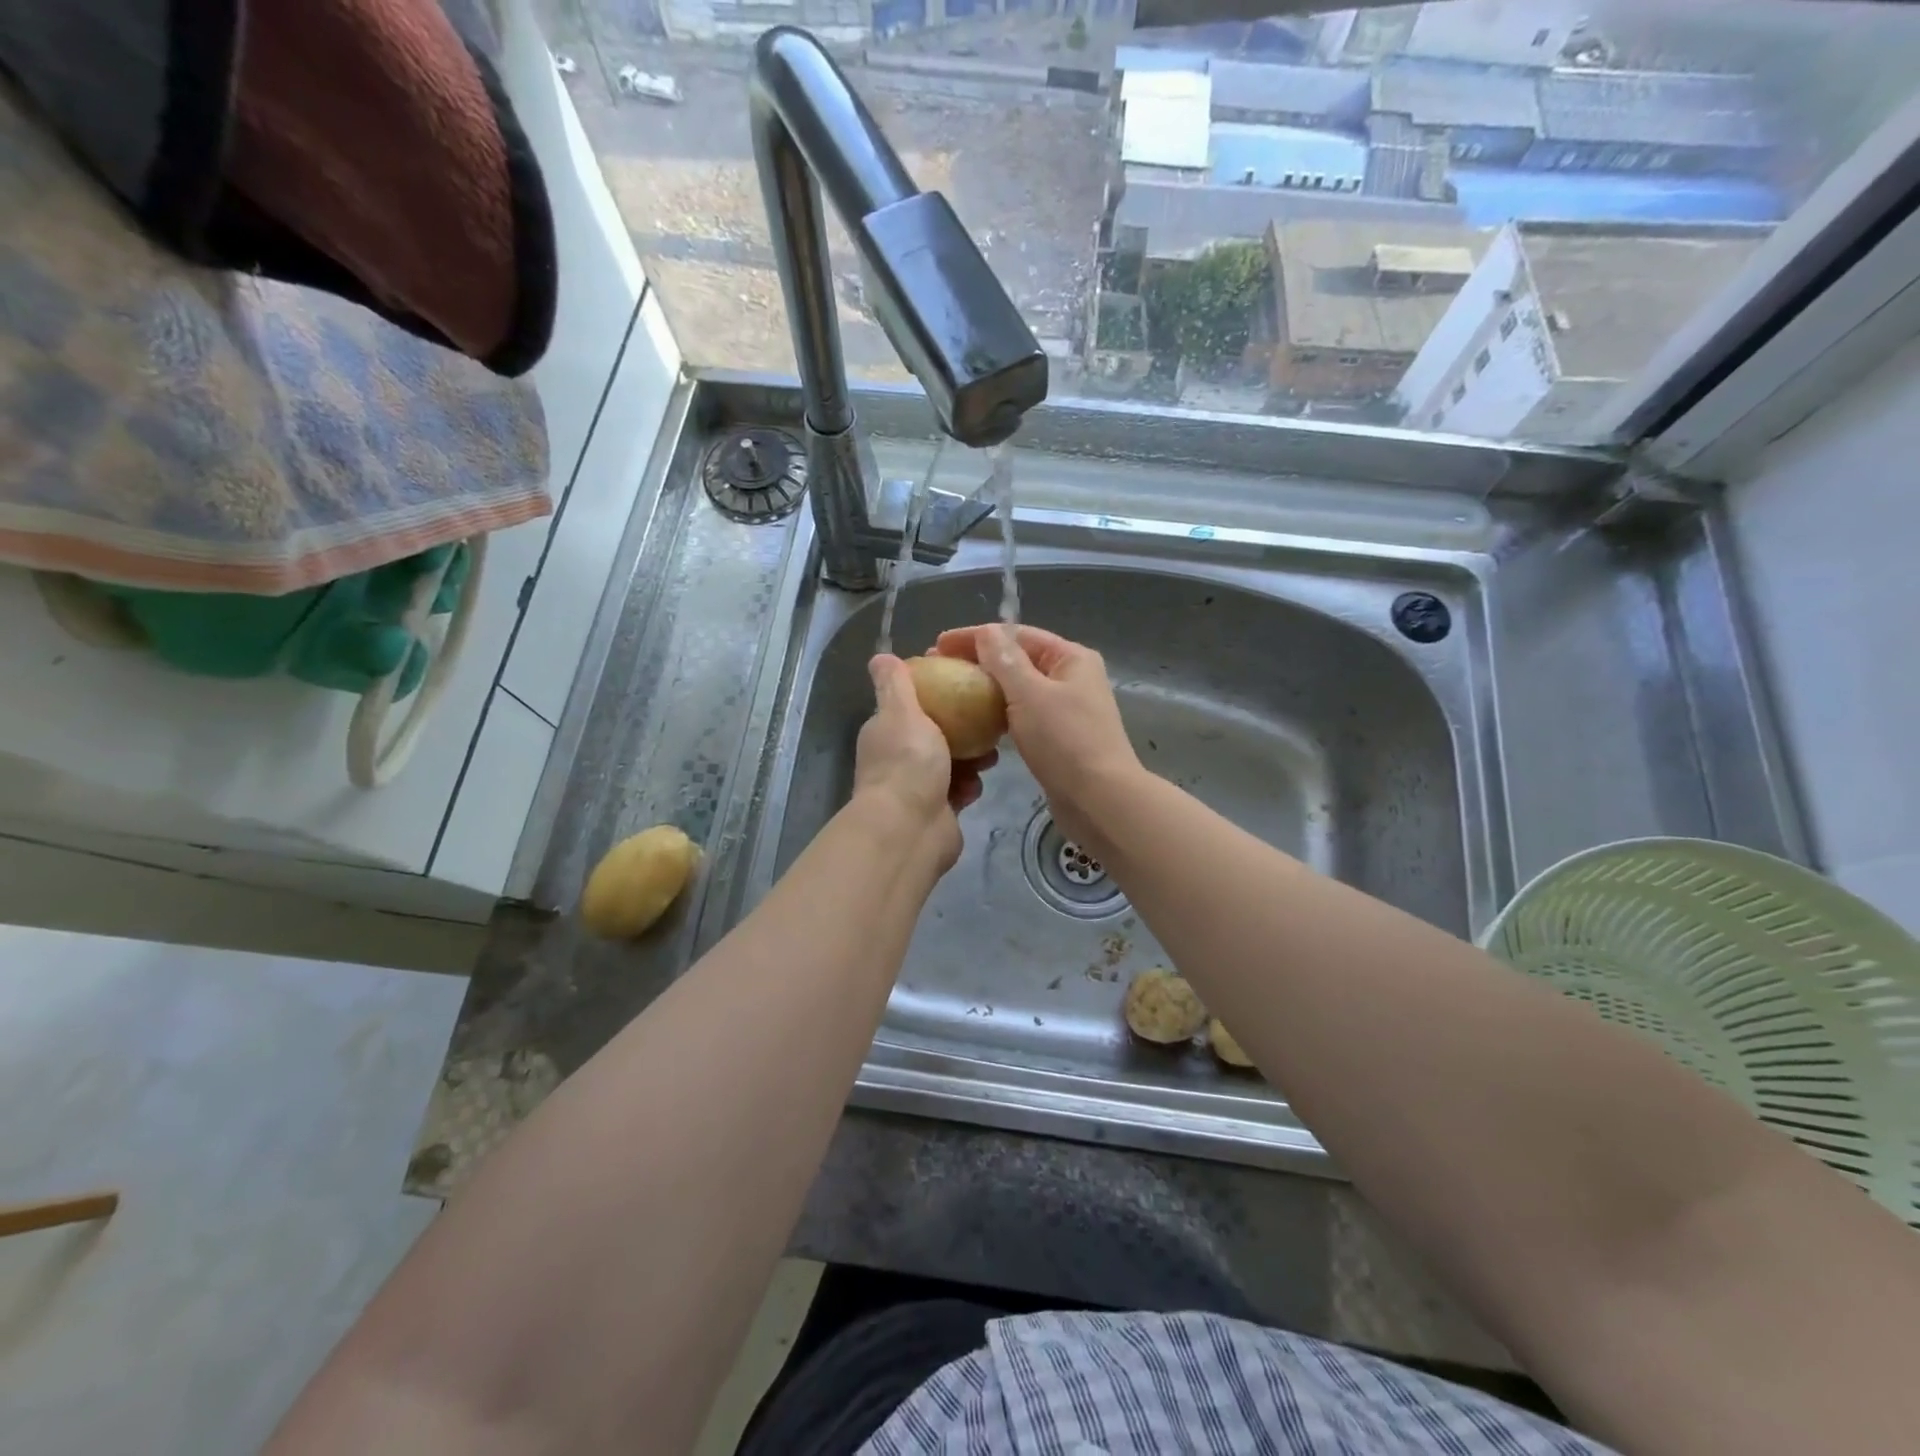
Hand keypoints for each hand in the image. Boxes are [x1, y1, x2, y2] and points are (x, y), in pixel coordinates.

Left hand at [853, 655, 994, 871]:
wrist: (911, 828)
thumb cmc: (908, 762)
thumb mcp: (901, 712)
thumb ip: (895, 684)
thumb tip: (880, 656)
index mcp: (885, 732)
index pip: (910, 706)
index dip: (935, 695)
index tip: (963, 685)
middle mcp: (897, 758)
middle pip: (935, 734)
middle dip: (962, 729)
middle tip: (987, 721)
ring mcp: (916, 786)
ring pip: (951, 763)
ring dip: (971, 759)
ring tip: (990, 756)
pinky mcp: (936, 811)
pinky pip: (958, 790)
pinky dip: (969, 787)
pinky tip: (978, 785)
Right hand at [933, 624, 1140, 852]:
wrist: (1099, 800)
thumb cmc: (1066, 741)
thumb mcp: (1030, 694)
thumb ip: (1005, 660)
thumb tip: (986, 632)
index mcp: (1071, 658)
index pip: (1017, 634)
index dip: (976, 636)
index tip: (938, 644)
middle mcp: (1071, 678)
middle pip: (1018, 659)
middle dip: (978, 660)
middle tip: (938, 668)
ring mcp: (1066, 709)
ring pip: (1019, 689)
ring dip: (986, 687)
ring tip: (951, 692)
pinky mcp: (1058, 738)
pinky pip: (1022, 715)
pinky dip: (999, 713)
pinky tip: (975, 721)